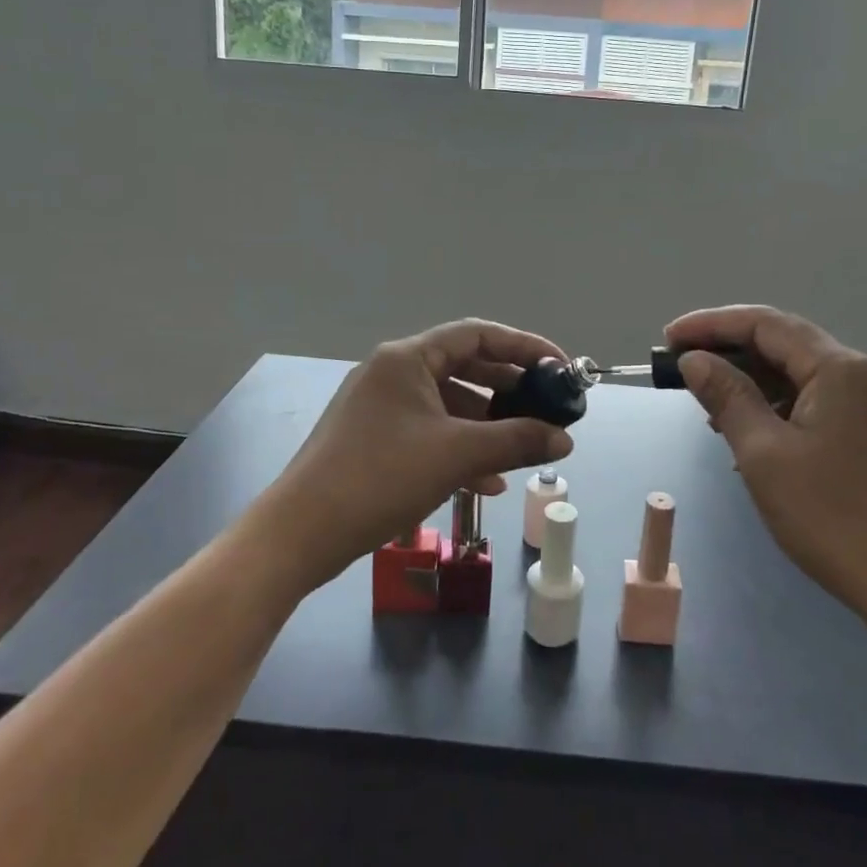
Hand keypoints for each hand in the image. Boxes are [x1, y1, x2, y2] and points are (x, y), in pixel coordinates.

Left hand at [259, 320, 575, 591]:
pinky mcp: (375, 438)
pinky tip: (488, 481)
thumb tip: (565, 440)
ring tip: (523, 447)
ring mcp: (382, 406)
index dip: (524, 347)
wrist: (302, 533)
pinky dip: (461, 448)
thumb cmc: (380, 477)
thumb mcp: (456, 455)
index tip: (560, 369)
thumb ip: (516, 441)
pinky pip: (430, 431)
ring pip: (449, 404)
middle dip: (509, 390)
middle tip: (547, 409)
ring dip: (488, 424)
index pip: (477, 334)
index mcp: (408, 358)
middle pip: (465, 367)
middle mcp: (394, 372)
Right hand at [664, 306, 866, 643]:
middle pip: (782, 341)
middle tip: (682, 366)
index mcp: (836, 367)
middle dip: (728, 349)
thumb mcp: (764, 455)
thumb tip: (695, 360)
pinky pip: (813, 398)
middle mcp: (858, 372)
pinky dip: (775, 404)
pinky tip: (751, 430)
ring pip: (797, 372)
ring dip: (751, 379)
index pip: (763, 323)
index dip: (710, 324)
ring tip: (709, 403)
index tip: (667, 338)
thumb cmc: (834, 518)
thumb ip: (727, 396)